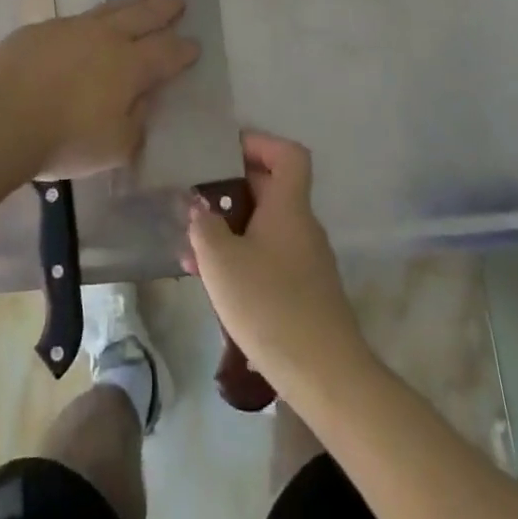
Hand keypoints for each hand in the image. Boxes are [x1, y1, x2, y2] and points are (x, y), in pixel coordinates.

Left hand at [0, 0, 199, 179]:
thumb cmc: (64, 140)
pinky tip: (88, 25)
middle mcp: (105, 38)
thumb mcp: (115, 147)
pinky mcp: (40, 30)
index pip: (166, 53)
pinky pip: (75, 20)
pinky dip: (91, 20)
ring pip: (109, 9)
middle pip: (142, 17)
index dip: (183, 50)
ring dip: (132, 2)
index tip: (195, 45)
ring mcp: (71, 28)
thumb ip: (136, 123)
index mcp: (130, 66)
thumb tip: (141, 103)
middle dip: (163, 9)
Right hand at [183, 132, 367, 394]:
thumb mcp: (221, 261)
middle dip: (230, 191)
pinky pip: (269, 258)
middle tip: (194, 202)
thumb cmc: (270, 305)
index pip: (287, 154)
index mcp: (289, 206)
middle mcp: (302, 225)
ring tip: (192, 250)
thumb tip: (200, 209)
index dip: (259, 143)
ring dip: (230, 230)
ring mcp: (306, 260)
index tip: (224, 152)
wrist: (325, 375)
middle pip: (270, 189)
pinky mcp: (304, 292)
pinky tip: (214, 285)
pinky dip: (242, 259)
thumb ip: (204, 227)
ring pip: (265, 227)